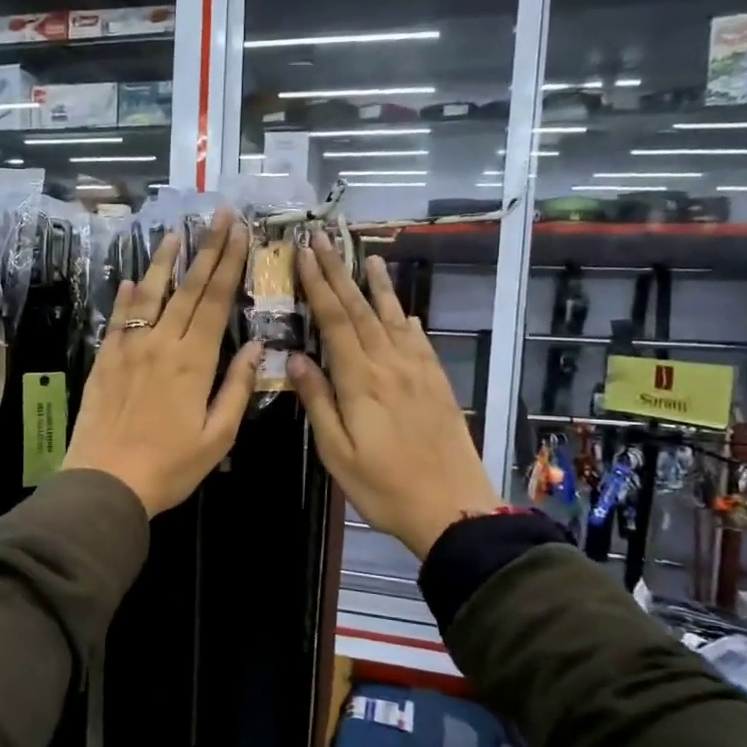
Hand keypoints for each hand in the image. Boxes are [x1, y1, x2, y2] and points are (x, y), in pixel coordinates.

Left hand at [62, 209, 260, 516]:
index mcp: (194, 361)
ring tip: (176, 232)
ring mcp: (129, 347)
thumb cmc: (169, 466)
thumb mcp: (217, 437)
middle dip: (207, 249)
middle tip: (218, 215)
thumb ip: (237, 388)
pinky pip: (118, 318)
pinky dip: (127, 296)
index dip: (229, 263)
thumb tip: (256, 347)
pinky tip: (132, 279)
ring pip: (150, 294)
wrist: (105, 481)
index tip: (239, 232)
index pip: (216, 301)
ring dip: (165, 261)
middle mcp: (162, 343)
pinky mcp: (105, 359)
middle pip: (188, 288)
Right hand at [288, 233, 501, 559]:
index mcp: (361, 380)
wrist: (452, 507)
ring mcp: (418, 372)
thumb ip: (318, 401)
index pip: (335, 320)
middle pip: (361, 310)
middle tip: (324, 239)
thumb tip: (294, 357)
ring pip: (393, 318)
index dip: (318, 284)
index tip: (304, 253)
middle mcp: (390, 365)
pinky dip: (407, 320)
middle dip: (340, 272)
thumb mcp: (337, 452)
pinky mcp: (437, 384)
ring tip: (369, 257)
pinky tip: (404, 312)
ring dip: (379, 286)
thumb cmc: (383, 486)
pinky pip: (419, 342)